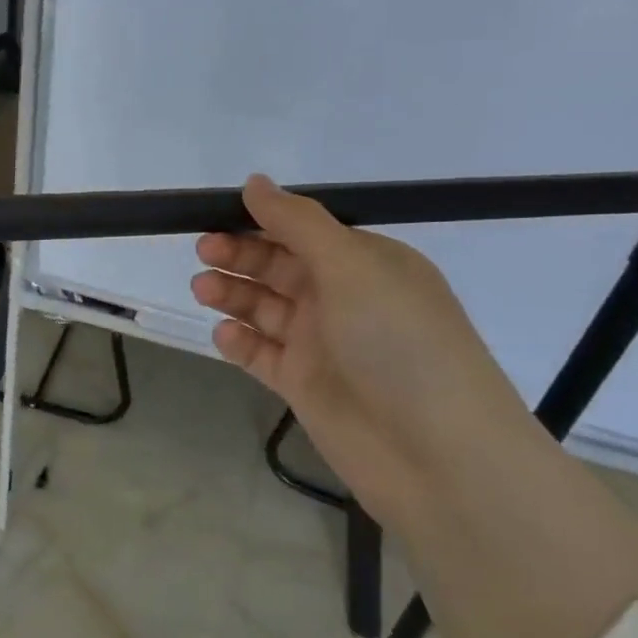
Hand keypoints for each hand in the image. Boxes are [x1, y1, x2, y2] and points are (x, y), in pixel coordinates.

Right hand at [192, 174, 548, 524]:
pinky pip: (261, 353)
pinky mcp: (303, 384)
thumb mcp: (352, 267)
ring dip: (233, 294)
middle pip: (280, 266)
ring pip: (265, 307)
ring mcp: (322, 343)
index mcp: (367, 263)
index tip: (218, 215)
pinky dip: (240, 341)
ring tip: (202, 289)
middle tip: (204, 252)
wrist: (435, 454)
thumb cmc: (397, 342)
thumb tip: (255, 182)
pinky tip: (225, 335)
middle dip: (240, 255)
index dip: (262, 221)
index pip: (305, 230)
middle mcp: (343, 298)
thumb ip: (298, 223)